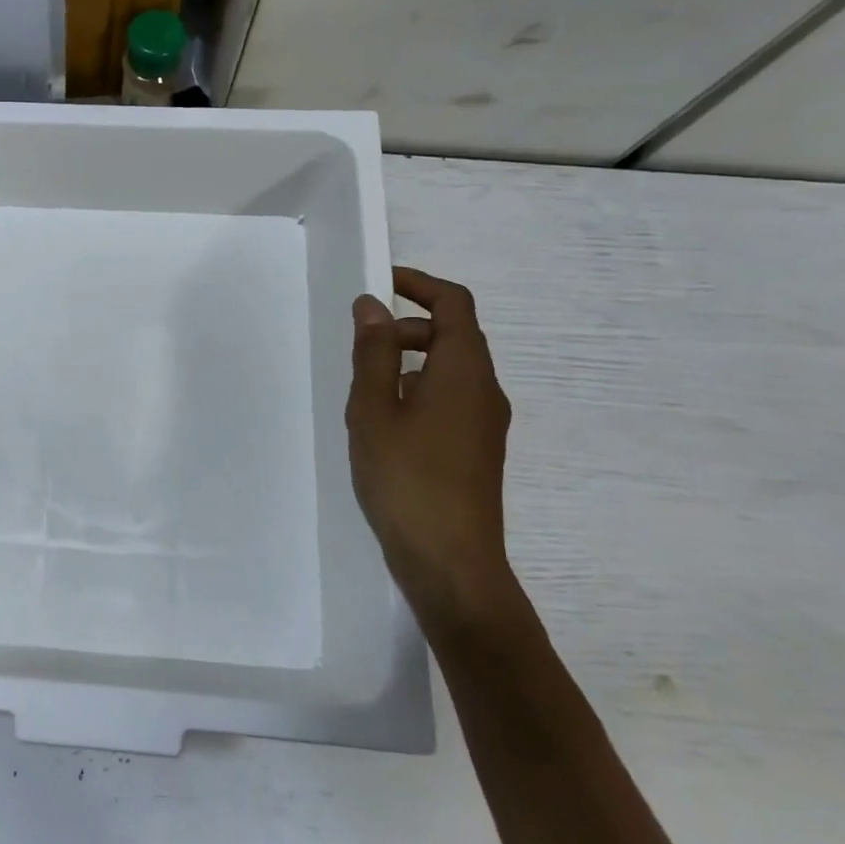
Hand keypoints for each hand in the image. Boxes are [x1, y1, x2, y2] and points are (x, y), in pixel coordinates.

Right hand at [347, 266, 513, 634]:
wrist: (451, 562)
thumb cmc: (407, 478)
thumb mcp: (374, 409)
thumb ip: (373, 352)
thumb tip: (373, 305)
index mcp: (464, 370)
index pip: (454, 303)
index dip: (419, 284)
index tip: (380, 281)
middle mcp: (484, 389)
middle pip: (452, 335)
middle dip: (406, 326)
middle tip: (360, 345)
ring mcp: (484, 423)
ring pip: (448, 370)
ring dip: (408, 361)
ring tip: (363, 390)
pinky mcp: (475, 450)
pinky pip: (448, 399)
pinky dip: (416, 390)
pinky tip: (384, 424)